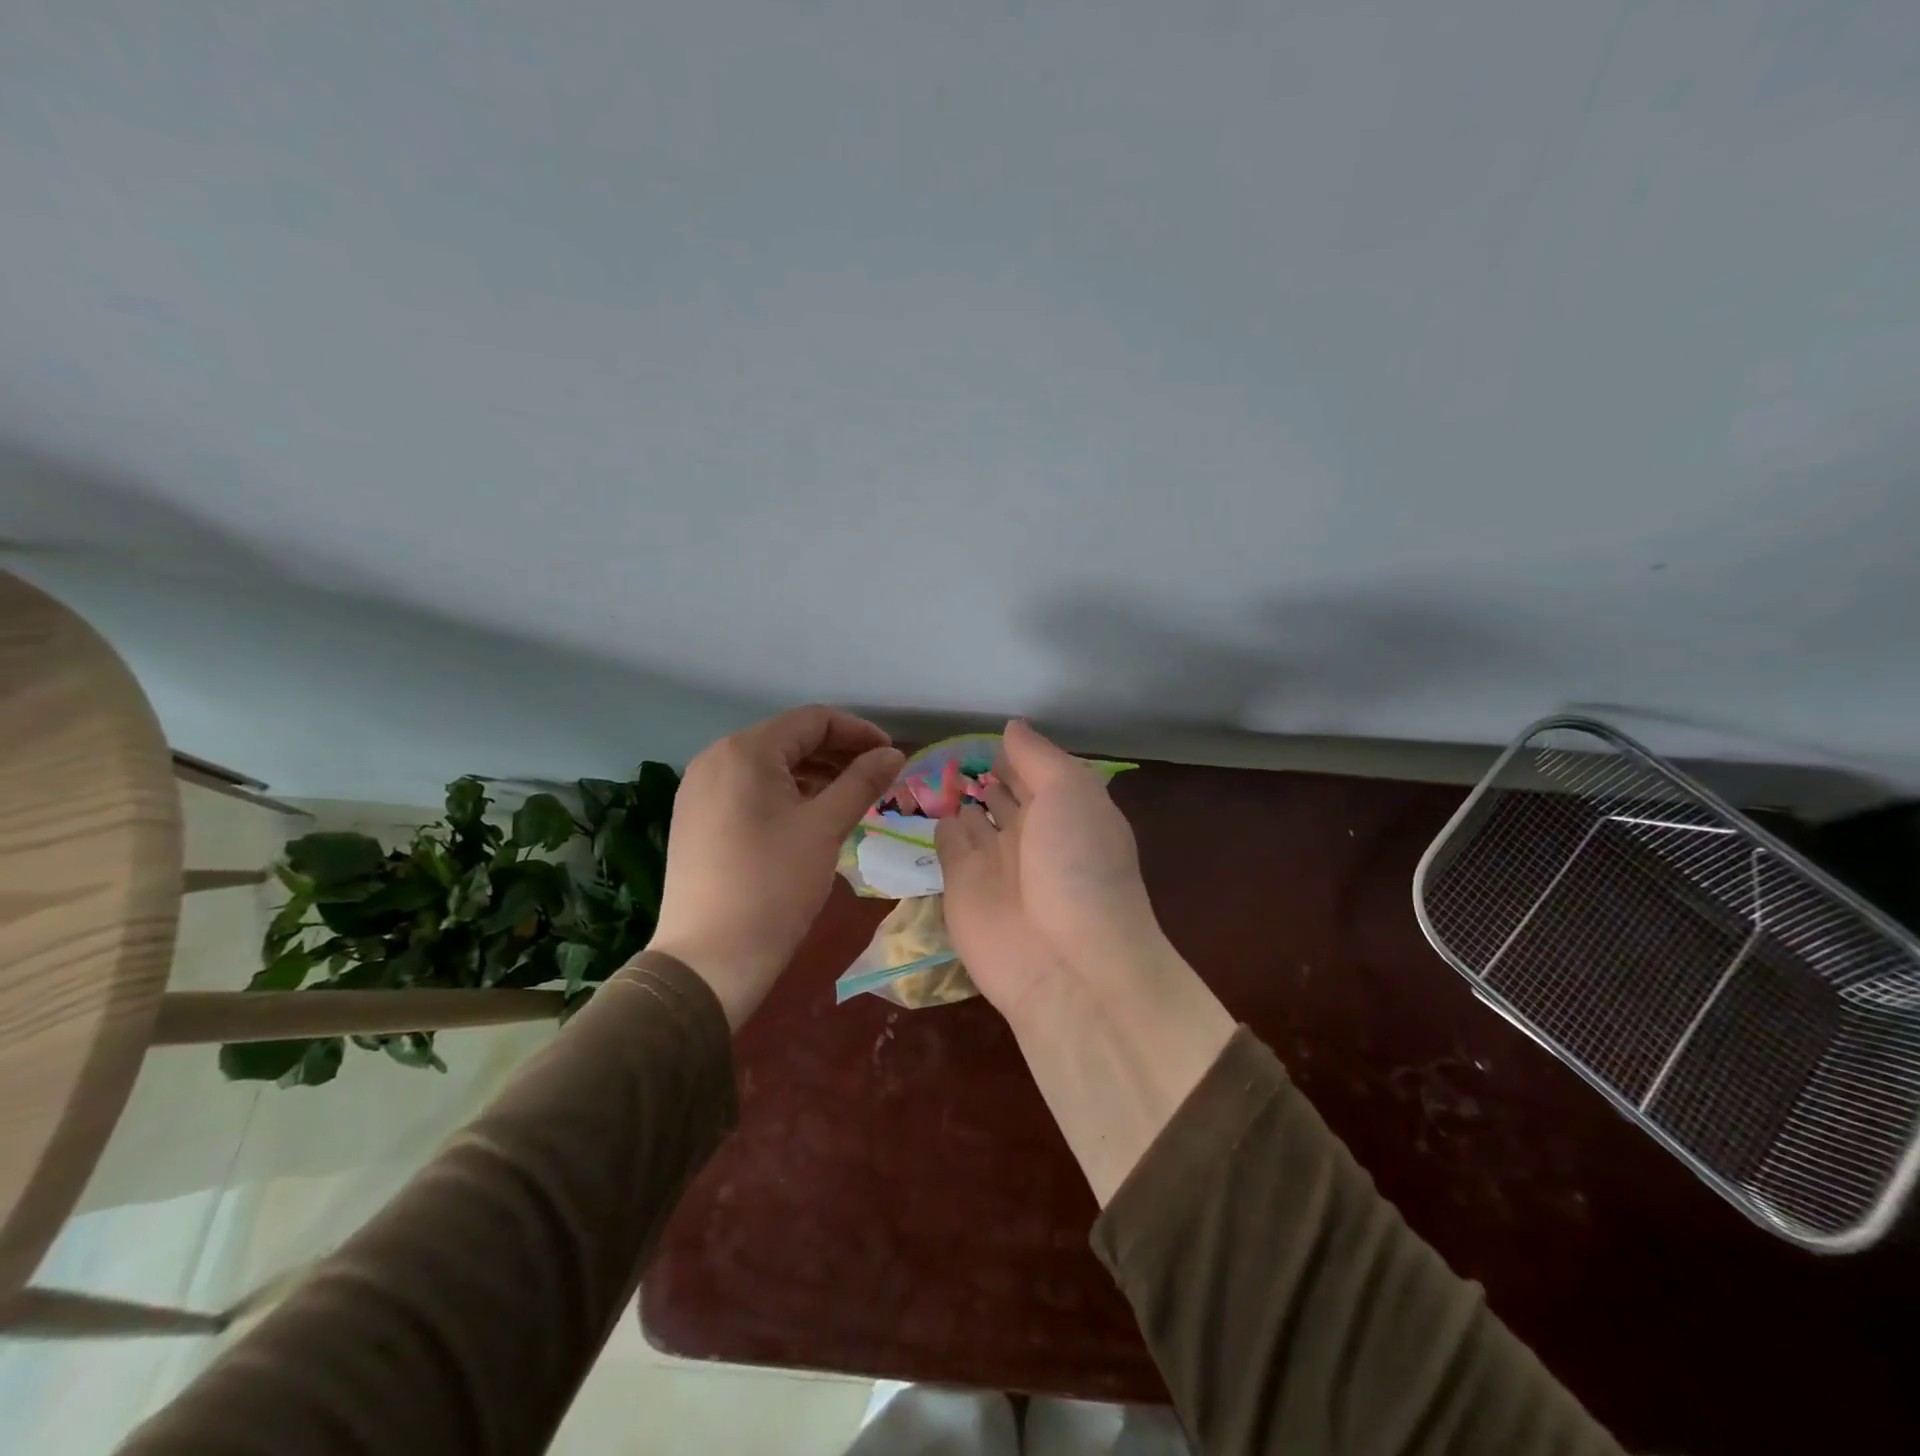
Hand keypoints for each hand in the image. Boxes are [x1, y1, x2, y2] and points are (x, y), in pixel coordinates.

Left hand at [648, 706, 903, 1027]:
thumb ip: (863, 781)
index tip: (892, 756)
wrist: (709, 960)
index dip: (858, 732)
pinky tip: (813, 817)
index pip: (812, 720)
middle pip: (789, 740)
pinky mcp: (697, 819)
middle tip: (877, 779)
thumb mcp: (826, 827)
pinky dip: (787, 795)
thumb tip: (894, 754)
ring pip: (770, 767)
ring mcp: (700, 790)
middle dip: (838, 753)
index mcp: (745, 751)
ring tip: (852, 798)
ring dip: (815, 775)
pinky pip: (750, 790)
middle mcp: (716, 759)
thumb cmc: (773, 885)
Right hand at [938, 721, 1233, 1203]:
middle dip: (988, 773)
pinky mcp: (960, 885)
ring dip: (960, 795)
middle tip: (954, 745)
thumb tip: (1011, 727)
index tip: (991, 731)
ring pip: (974, 816)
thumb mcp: (1071, 793)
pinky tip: (923, 799)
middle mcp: (1032, 833)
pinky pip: (947, 842)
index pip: (1039, 773)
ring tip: (932, 764)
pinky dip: (939, 822)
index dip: (1018, 754)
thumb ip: (1038, 757)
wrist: (1064, 962)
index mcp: (1067, 811)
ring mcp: (995, 861)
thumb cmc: (1077, 866)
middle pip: (1006, 795)